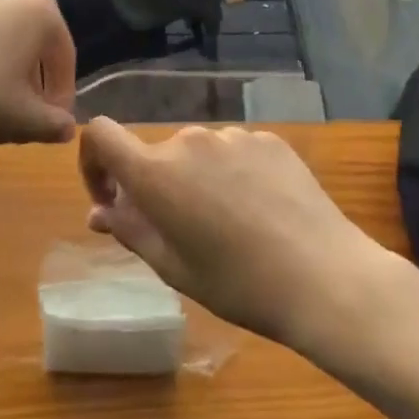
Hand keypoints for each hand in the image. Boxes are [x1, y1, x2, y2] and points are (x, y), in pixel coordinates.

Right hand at [78, 119, 395, 347]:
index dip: (93, 161)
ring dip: (198, 180)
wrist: (324, 276)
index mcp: (156, 171)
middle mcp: (189, 140)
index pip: (101, 134)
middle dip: (157, 187)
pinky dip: (234, 174)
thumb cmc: (238, 283)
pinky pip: (235, 151)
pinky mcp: (269, 138)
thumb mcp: (174, 266)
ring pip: (197, 154)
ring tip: (230, 226)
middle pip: (156, 155)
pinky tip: (261, 210)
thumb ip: (131, 230)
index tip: (112, 198)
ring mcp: (233, 135)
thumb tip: (100, 211)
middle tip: (183, 232)